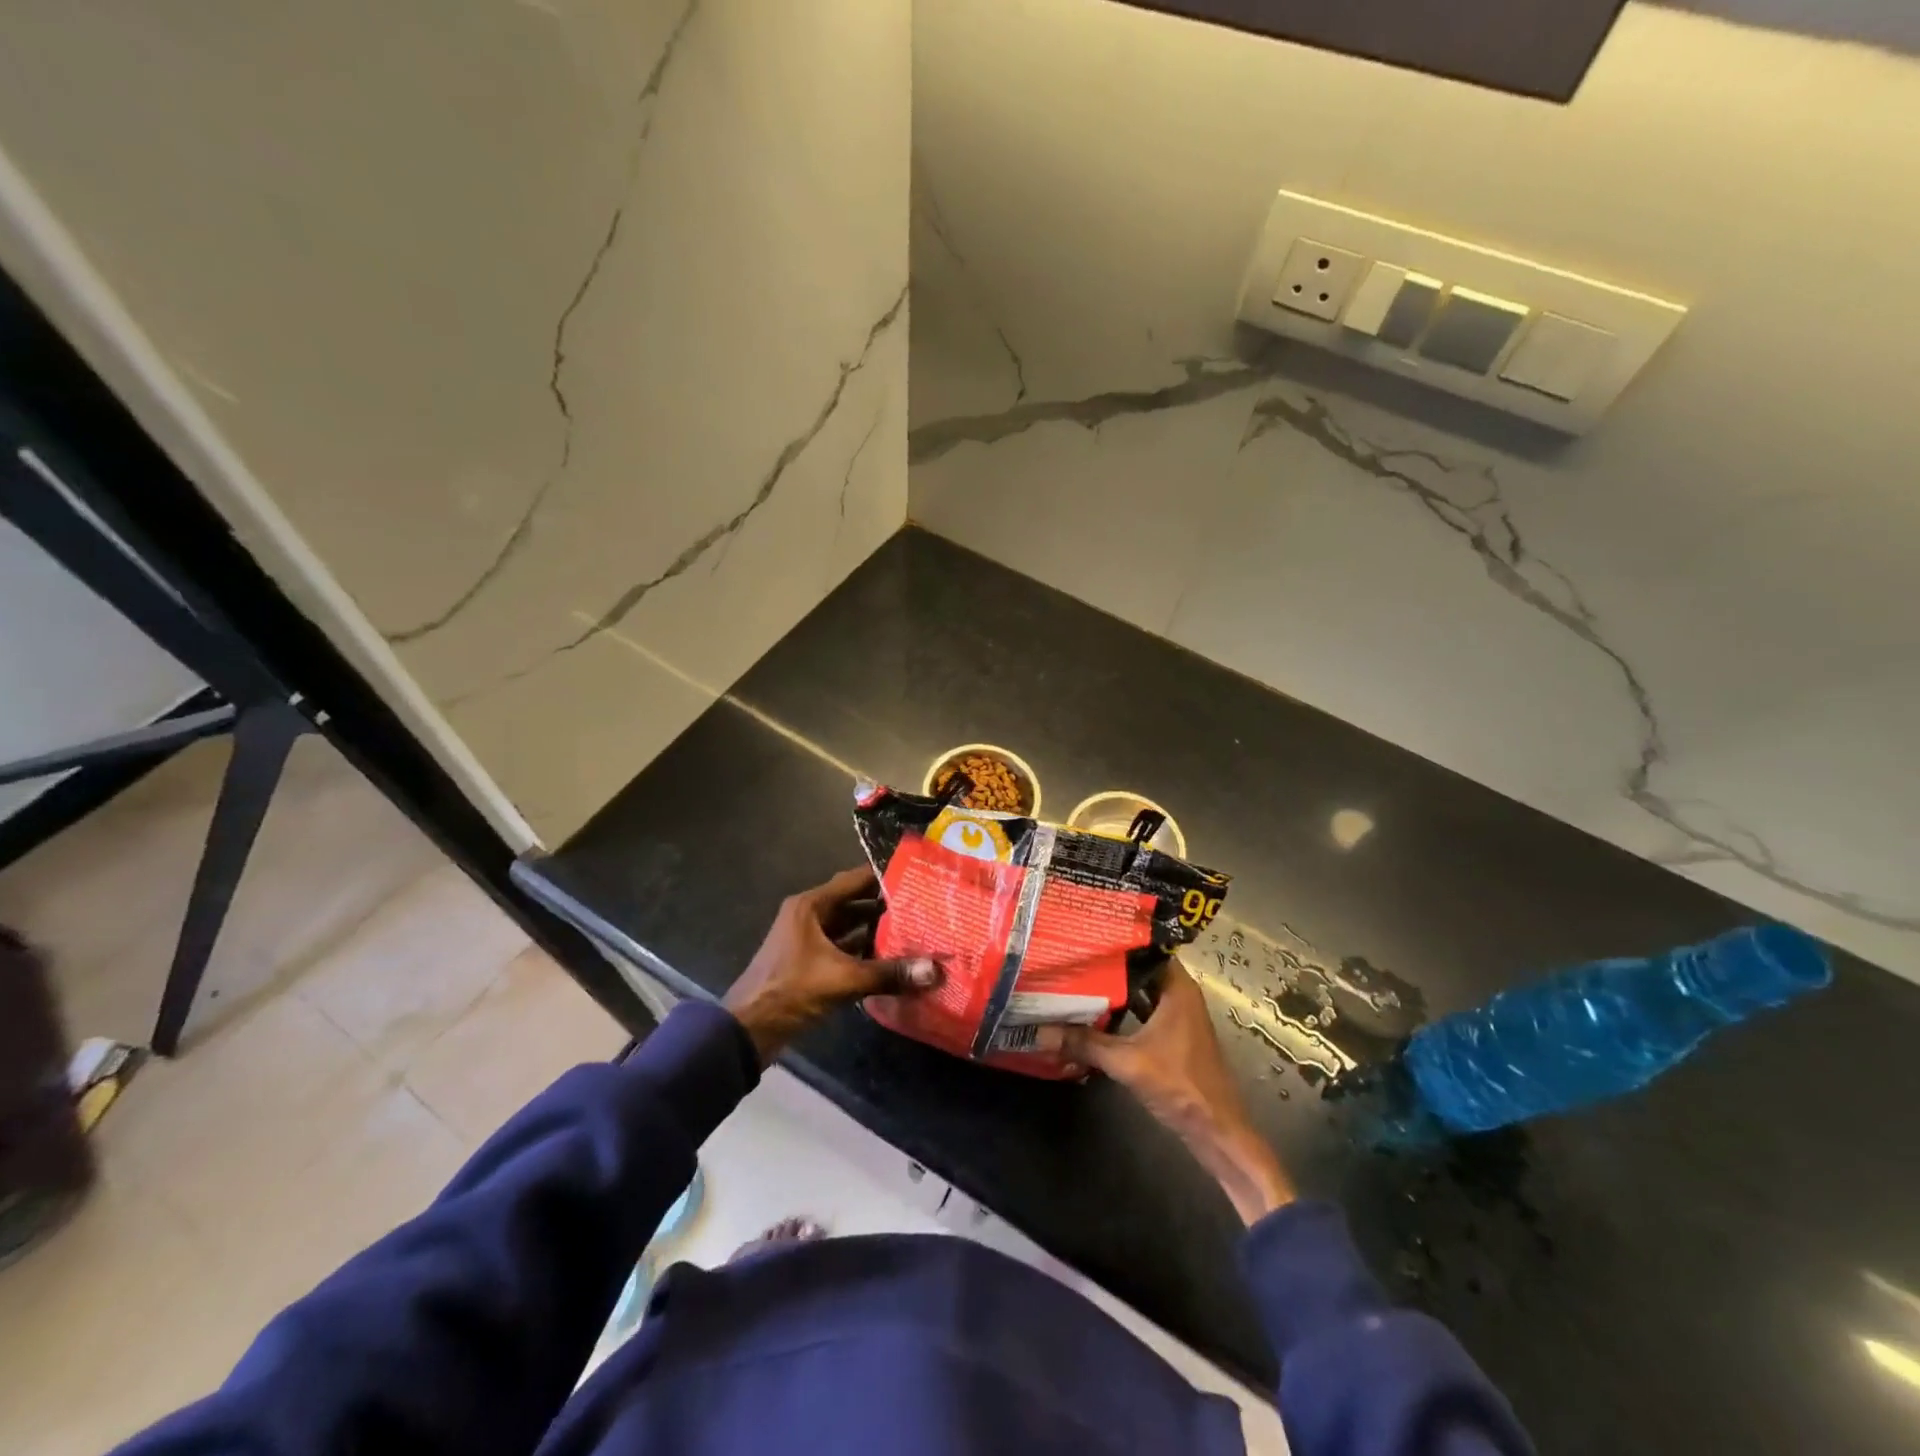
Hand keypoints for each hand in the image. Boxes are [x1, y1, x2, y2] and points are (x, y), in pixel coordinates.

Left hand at [723, 867, 941, 1065]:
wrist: (747, 1031)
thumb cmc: (791, 990)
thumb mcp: (842, 979)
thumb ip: (889, 973)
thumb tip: (935, 970)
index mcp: (811, 905)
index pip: (855, 880)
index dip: (885, 876)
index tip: (917, 876)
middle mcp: (810, 916)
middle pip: (855, 904)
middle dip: (887, 906)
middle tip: (924, 907)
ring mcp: (809, 941)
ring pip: (851, 929)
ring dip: (878, 932)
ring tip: (916, 932)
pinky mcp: (811, 964)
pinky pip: (845, 950)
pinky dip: (866, 954)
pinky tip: (894, 961)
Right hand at [1041, 961, 1294, 1224]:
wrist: (1216, 1130)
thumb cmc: (1180, 1084)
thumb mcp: (1127, 1062)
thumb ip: (1085, 1044)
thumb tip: (1041, 1031)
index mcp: (1177, 988)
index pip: (1146, 948)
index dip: (1118, 940)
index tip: (1086, 933)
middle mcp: (1179, 994)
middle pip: (1140, 969)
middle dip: (1110, 963)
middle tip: (1074, 953)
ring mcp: (1177, 1016)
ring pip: (1141, 991)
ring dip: (1115, 988)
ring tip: (1078, 977)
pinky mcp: (1171, 1036)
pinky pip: (1142, 1011)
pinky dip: (1122, 1009)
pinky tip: (1095, 1011)